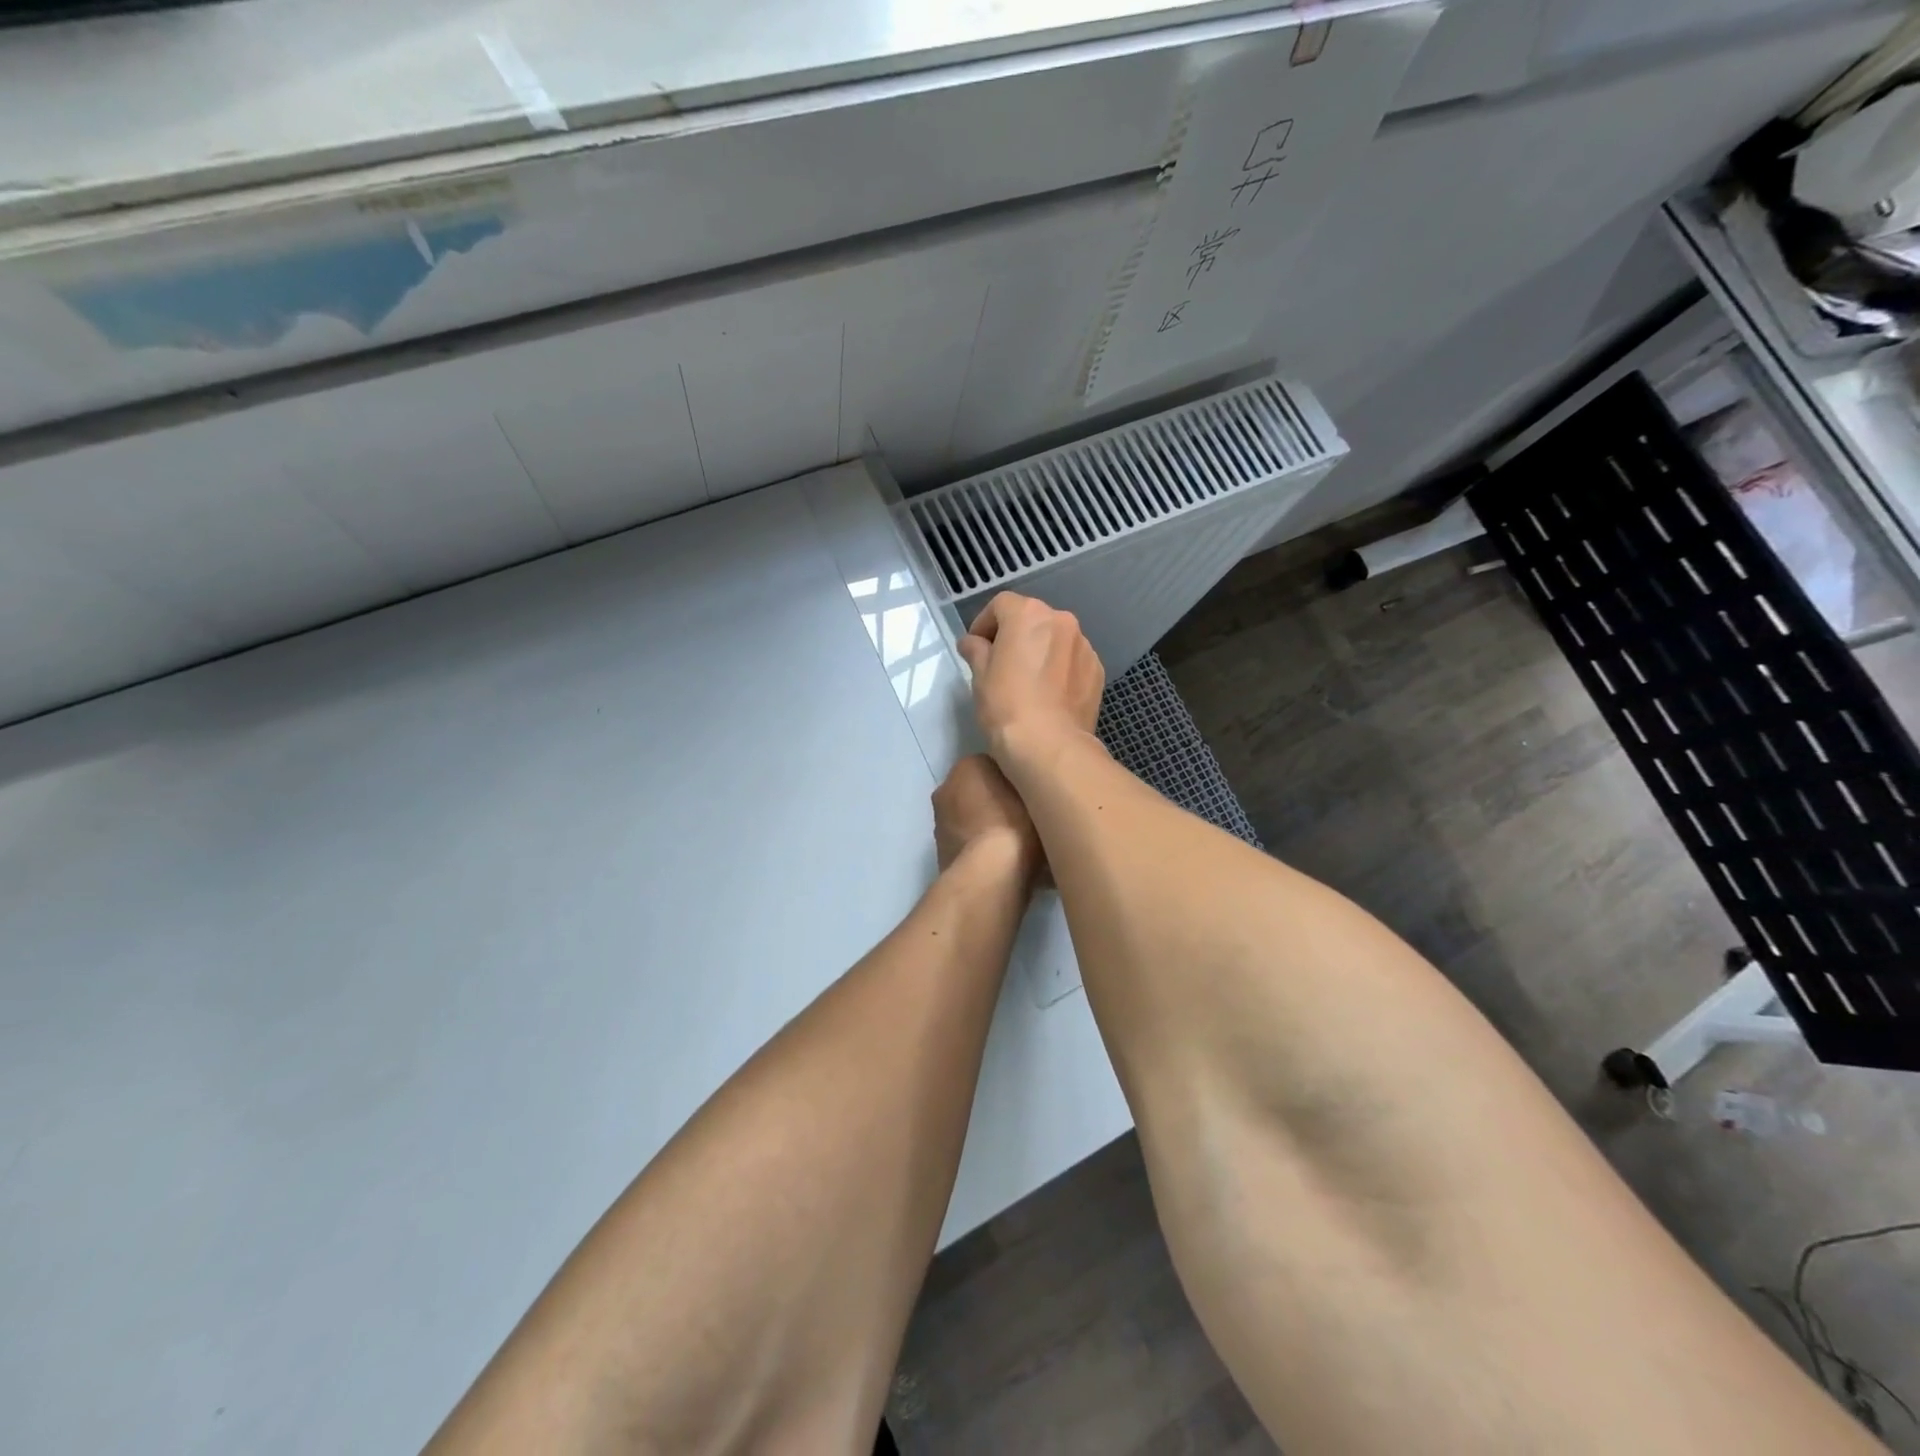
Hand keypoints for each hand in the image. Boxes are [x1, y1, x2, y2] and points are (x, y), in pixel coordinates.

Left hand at [933, 754, 1043, 883]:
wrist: (990, 876)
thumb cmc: (1015, 826)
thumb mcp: (1036, 793)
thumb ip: (1029, 783)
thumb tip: (1028, 785)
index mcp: (968, 765)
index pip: (995, 763)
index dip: (1015, 778)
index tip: (1031, 793)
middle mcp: (946, 787)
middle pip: (978, 790)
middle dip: (996, 801)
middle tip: (1025, 818)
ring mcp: (940, 821)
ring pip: (970, 817)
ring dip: (986, 824)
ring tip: (1015, 843)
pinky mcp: (940, 851)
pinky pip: (967, 841)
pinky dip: (979, 847)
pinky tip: (1001, 861)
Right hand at [956, 592, 1104, 761]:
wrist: (1050, 746)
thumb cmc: (1006, 706)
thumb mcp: (980, 676)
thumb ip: (976, 651)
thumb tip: (972, 642)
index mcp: (1029, 614)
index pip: (1000, 605)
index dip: (983, 623)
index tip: (975, 647)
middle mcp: (1061, 621)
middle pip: (1032, 619)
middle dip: (1014, 635)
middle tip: (1000, 663)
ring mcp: (1084, 646)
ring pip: (1055, 640)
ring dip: (1040, 651)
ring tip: (1027, 682)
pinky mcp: (1097, 671)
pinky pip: (1072, 661)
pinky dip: (1059, 669)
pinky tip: (1049, 695)